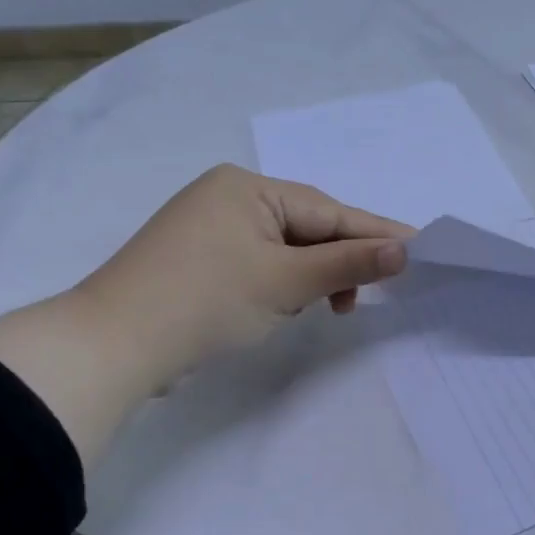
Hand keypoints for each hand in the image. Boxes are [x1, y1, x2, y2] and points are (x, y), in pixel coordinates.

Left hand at [75, 164, 412, 388]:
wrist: (113, 347)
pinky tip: (289, 305)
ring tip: (326, 309)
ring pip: (284, 248)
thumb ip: (349, 263)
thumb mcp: (287, 282)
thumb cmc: (207, 302)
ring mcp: (208, 229)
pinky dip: (282, 283)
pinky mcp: (198, 260)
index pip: (328, 211)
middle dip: (339, 261)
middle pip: (307, 226)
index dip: (376, 234)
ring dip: (312, 277)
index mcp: (246, 187)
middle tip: (370, 294)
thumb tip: (404, 249)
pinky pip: (259, 262)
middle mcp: (227, 197)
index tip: (421, 249)